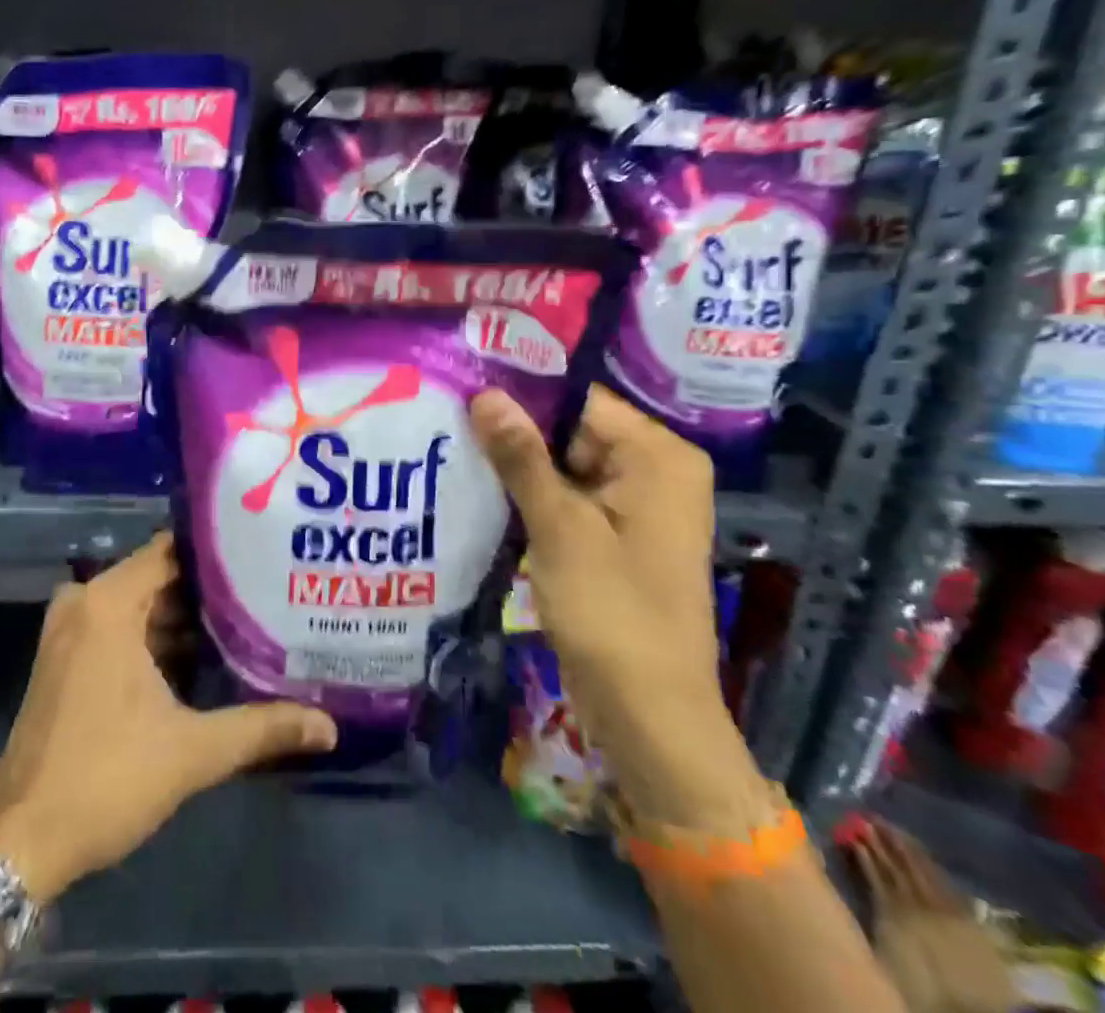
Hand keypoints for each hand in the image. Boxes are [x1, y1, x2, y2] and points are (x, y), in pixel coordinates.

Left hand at [0, 532, 336, 900]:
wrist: (20, 842)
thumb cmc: (105, 779)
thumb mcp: (191, 752)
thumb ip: (262, 729)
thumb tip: (329, 727)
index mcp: (107, 602)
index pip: (172, 550)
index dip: (218, 553)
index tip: (262, 555)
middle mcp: (84, 601)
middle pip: (158, 577)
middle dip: (209, 590)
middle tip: (266, 591)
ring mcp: (70, 629)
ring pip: (140, 605)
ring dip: (184, 617)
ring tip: (246, 620)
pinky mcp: (66, 657)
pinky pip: (120, 626)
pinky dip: (155, 637)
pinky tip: (201, 656)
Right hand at [471, 385, 762, 826]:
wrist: (649, 715)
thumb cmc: (612, 613)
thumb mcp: (560, 528)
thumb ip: (521, 456)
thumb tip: (485, 393)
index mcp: (658, 457)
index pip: (579, 401)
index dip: (521, 395)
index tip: (461, 388)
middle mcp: (654, 471)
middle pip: (571, 430)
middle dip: (514, 433)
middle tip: (446, 421)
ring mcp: (635, 506)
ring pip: (563, 465)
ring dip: (516, 467)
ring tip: (451, 449)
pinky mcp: (615, 536)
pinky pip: (567, 497)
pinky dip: (530, 497)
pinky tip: (480, 491)